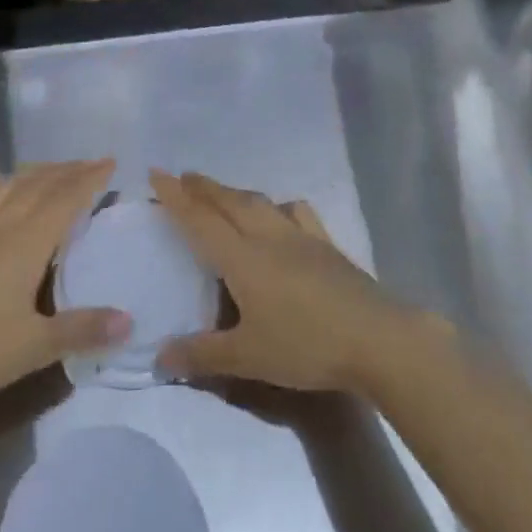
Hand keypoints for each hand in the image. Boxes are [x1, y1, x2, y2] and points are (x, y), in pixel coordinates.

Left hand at [0, 160, 130, 408]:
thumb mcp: (32, 347)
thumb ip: (82, 330)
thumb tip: (130, 321)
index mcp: (27, 241)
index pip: (67, 198)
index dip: (90, 178)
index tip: (110, 162)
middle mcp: (0, 222)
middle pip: (40, 185)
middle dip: (68, 171)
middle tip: (90, 163)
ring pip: (8, 185)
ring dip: (35, 173)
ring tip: (52, 170)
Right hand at [151, 170, 438, 393]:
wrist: (375, 337)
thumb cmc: (305, 345)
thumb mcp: (248, 358)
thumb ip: (202, 355)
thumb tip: (159, 357)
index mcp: (242, 257)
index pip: (200, 219)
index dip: (176, 197)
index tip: (156, 174)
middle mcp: (267, 236)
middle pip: (229, 201)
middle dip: (203, 187)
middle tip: (183, 178)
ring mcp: (300, 235)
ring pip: (260, 201)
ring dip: (235, 193)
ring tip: (222, 193)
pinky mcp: (326, 244)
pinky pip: (296, 212)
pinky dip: (278, 205)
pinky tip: (281, 212)